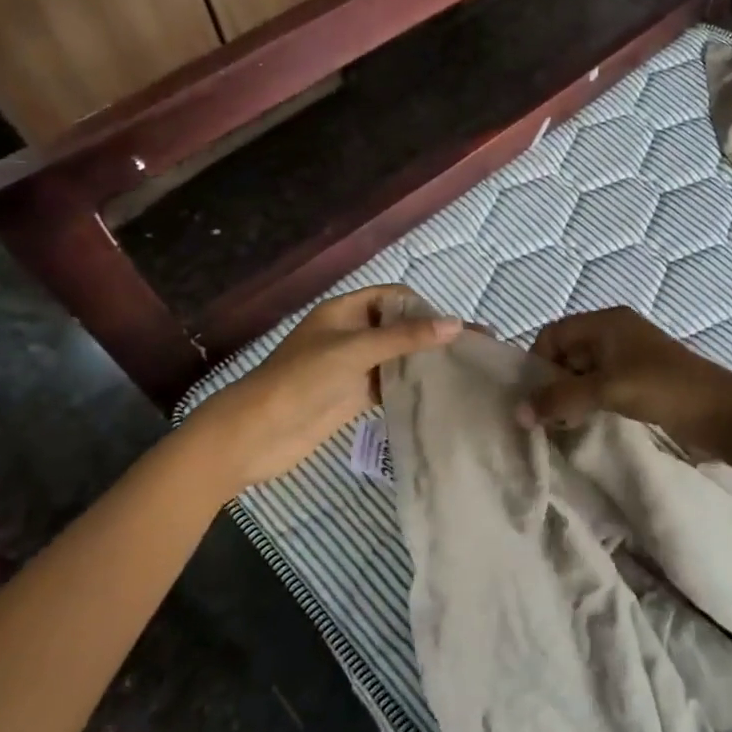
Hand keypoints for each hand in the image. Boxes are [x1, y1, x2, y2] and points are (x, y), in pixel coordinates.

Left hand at [183, 286, 459, 487]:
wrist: (256, 434)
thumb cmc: (302, 379)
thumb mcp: (355, 351)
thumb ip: (405, 337)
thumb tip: (457, 324)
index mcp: (345, 310)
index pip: (393, 297)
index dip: (423, 306)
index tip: (453, 325)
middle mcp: (351, 333)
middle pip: (399, 326)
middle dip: (432, 333)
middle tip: (474, 345)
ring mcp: (353, 366)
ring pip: (397, 357)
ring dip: (426, 360)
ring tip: (466, 367)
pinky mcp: (353, 396)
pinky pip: (390, 384)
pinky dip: (413, 385)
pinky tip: (441, 391)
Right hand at [521, 307, 731, 463]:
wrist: (722, 411)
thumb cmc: (663, 388)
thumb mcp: (607, 390)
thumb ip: (561, 399)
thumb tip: (518, 412)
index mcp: (607, 322)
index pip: (554, 333)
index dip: (539, 362)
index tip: (534, 396)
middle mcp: (615, 332)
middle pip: (567, 351)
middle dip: (553, 381)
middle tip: (548, 416)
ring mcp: (628, 356)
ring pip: (583, 371)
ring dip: (571, 395)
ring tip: (565, 423)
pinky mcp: (639, 379)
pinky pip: (601, 385)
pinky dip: (589, 401)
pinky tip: (586, 423)